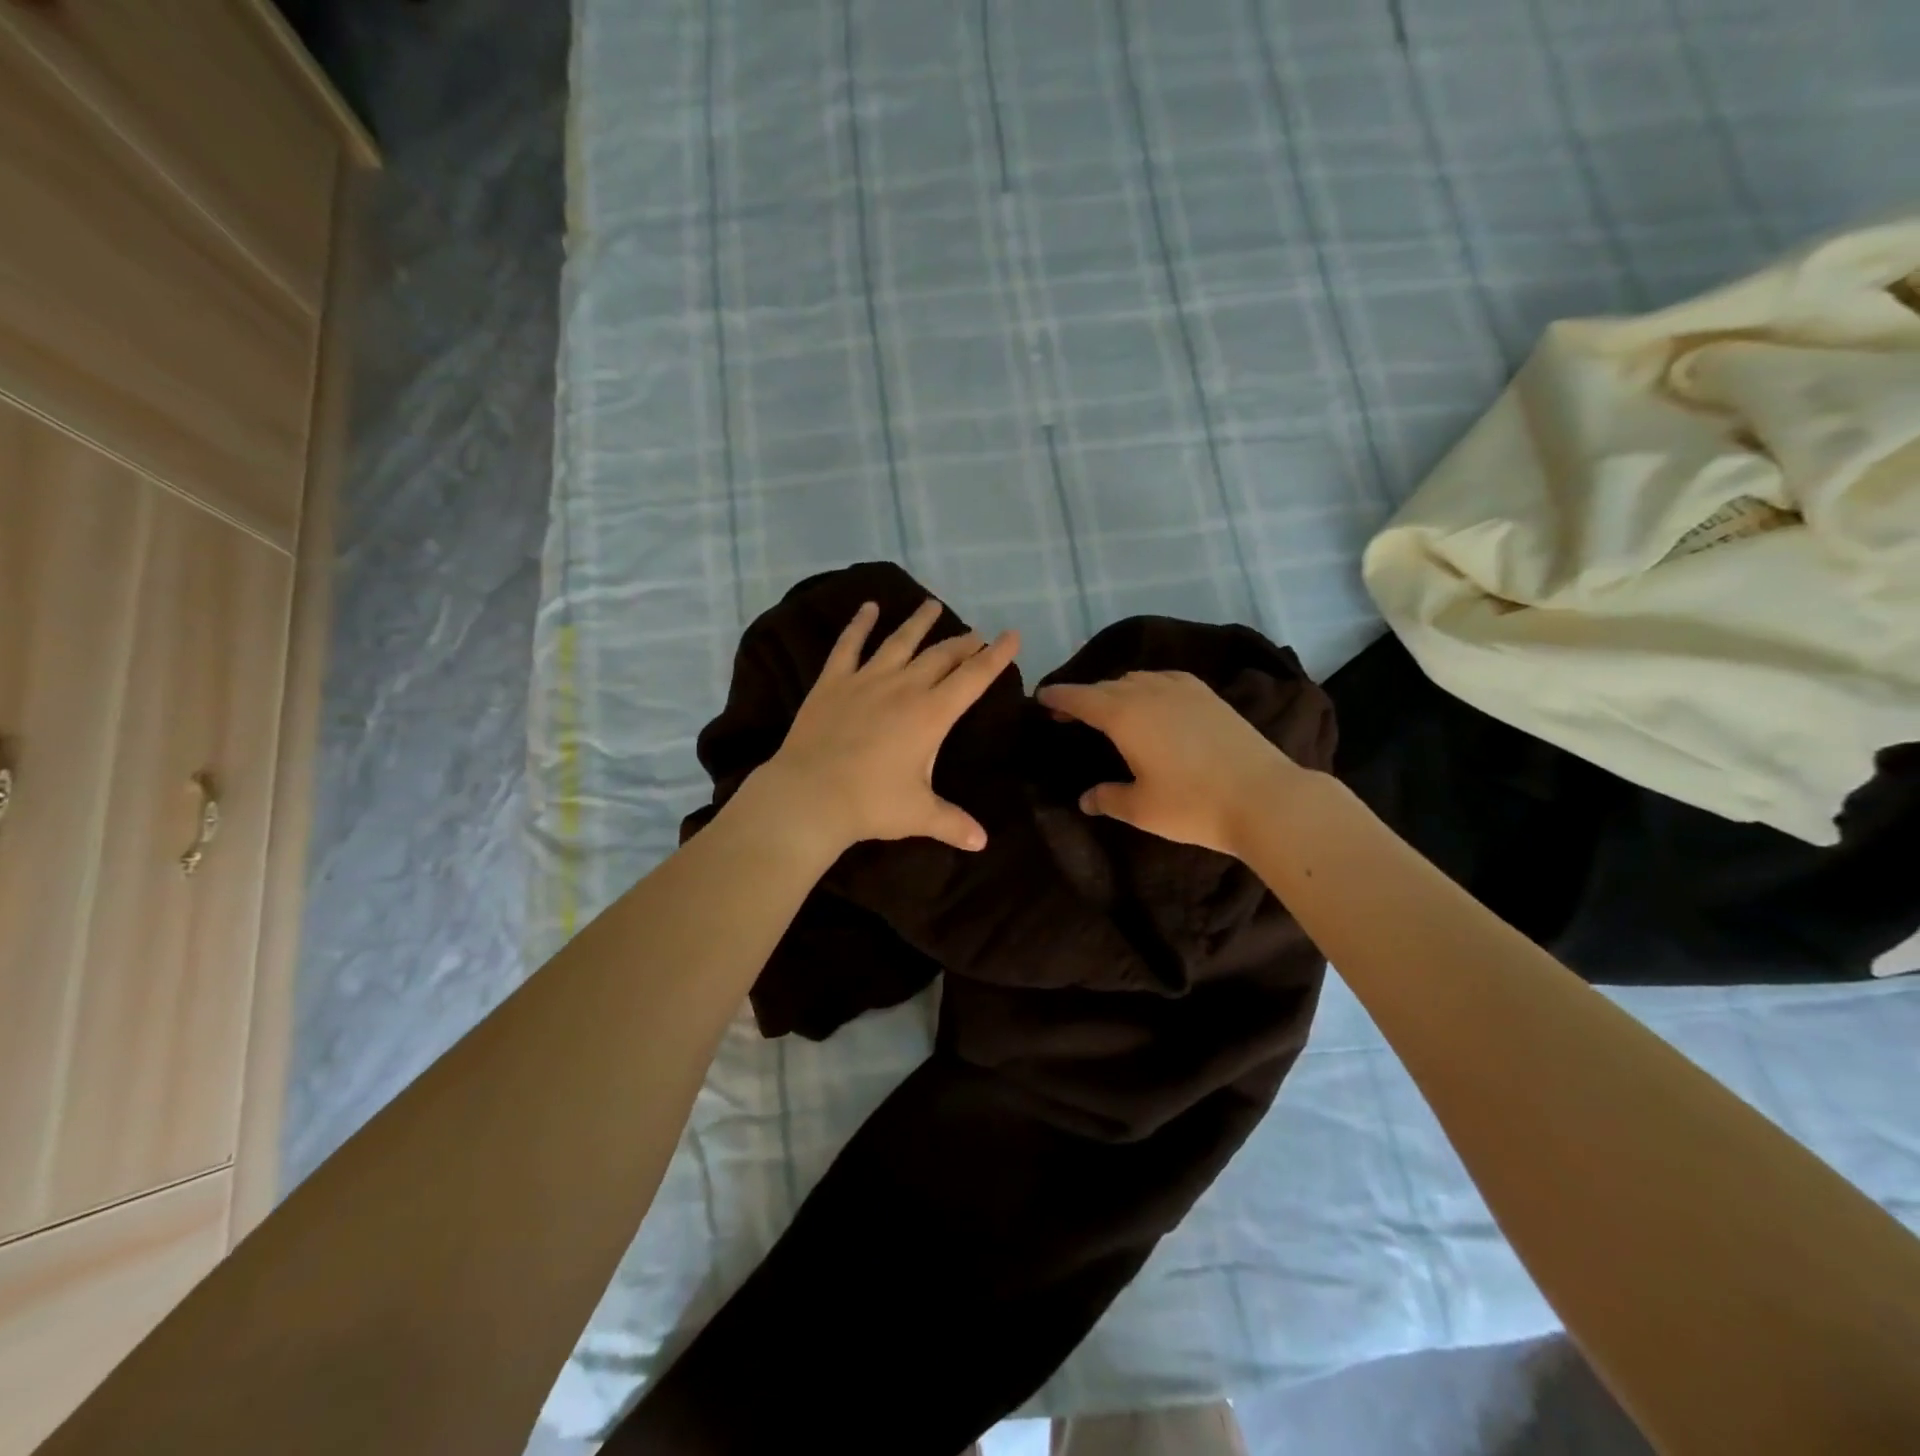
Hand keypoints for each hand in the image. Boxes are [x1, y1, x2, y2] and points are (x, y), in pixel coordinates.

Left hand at [745, 597, 1019, 858]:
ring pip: (900, 642)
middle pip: (941, 656)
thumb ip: (953, 823)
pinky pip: (849, 645)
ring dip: (919, 623)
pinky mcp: (833, 682)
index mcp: (932, 714)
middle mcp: (904, 687)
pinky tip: (868, 607)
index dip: (996, 656)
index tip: (1011, 636)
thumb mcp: (919, 815)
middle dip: (963, 643)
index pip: (974, 678)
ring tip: (932, 605)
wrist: (810, 795)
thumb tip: (982, 842)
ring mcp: (866, 680)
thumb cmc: (871, 804)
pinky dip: (860, 624)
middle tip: (975, 635)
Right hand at [1036, 670, 1302, 855]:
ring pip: (1136, 679)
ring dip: (1115, 690)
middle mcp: (1149, 691)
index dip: (1058, 696)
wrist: (1265, 797)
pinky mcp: (1208, 696)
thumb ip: (1107, 798)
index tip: (1041, 697)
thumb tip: (1086, 799)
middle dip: (1084, 696)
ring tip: (1109, 709)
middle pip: (1106, 686)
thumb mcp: (1141, 809)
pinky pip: (1165, 679)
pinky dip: (1147, 686)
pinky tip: (1153, 701)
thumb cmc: (1193, 805)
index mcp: (1124, 715)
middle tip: (1069, 713)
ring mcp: (1183, 689)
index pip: (1080, 698)